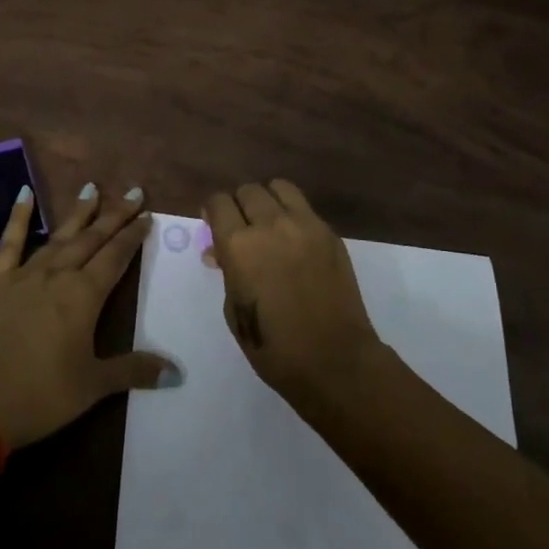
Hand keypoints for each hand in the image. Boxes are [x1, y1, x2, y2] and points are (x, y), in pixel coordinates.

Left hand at [0, 182, 176, 449]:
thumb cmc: (43, 394)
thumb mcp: (94, 385)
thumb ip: (134, 370)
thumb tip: (176, 371)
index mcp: (85, 296)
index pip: (116, 257)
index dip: (132, 236)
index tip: (146, 216)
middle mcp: (59, 275)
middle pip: (92, 239)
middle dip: (114, 216)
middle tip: (133, 193)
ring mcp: (25, 274)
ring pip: (59, 236)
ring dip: (78, 213)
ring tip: (92, 188)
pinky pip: (10, 242)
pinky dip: (19, 216)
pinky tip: (25, 193)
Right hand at [202, 180, 380, 405]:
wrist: (335, 361)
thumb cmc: (274, 347)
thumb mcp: (234, 310)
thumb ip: (227, 271)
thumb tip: (220, 251)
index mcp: (239, 245)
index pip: (218, 202)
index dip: (213, 211)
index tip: (214, 225)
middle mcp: (270, 225)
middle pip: (248, 190)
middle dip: (239, 205)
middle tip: (241, 228)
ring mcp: (305, 225)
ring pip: (279, 187)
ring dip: (267, 200)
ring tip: (268, 223)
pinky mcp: (330, 233)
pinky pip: (304, 208)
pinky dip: (292, 214)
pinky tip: (293, 240)